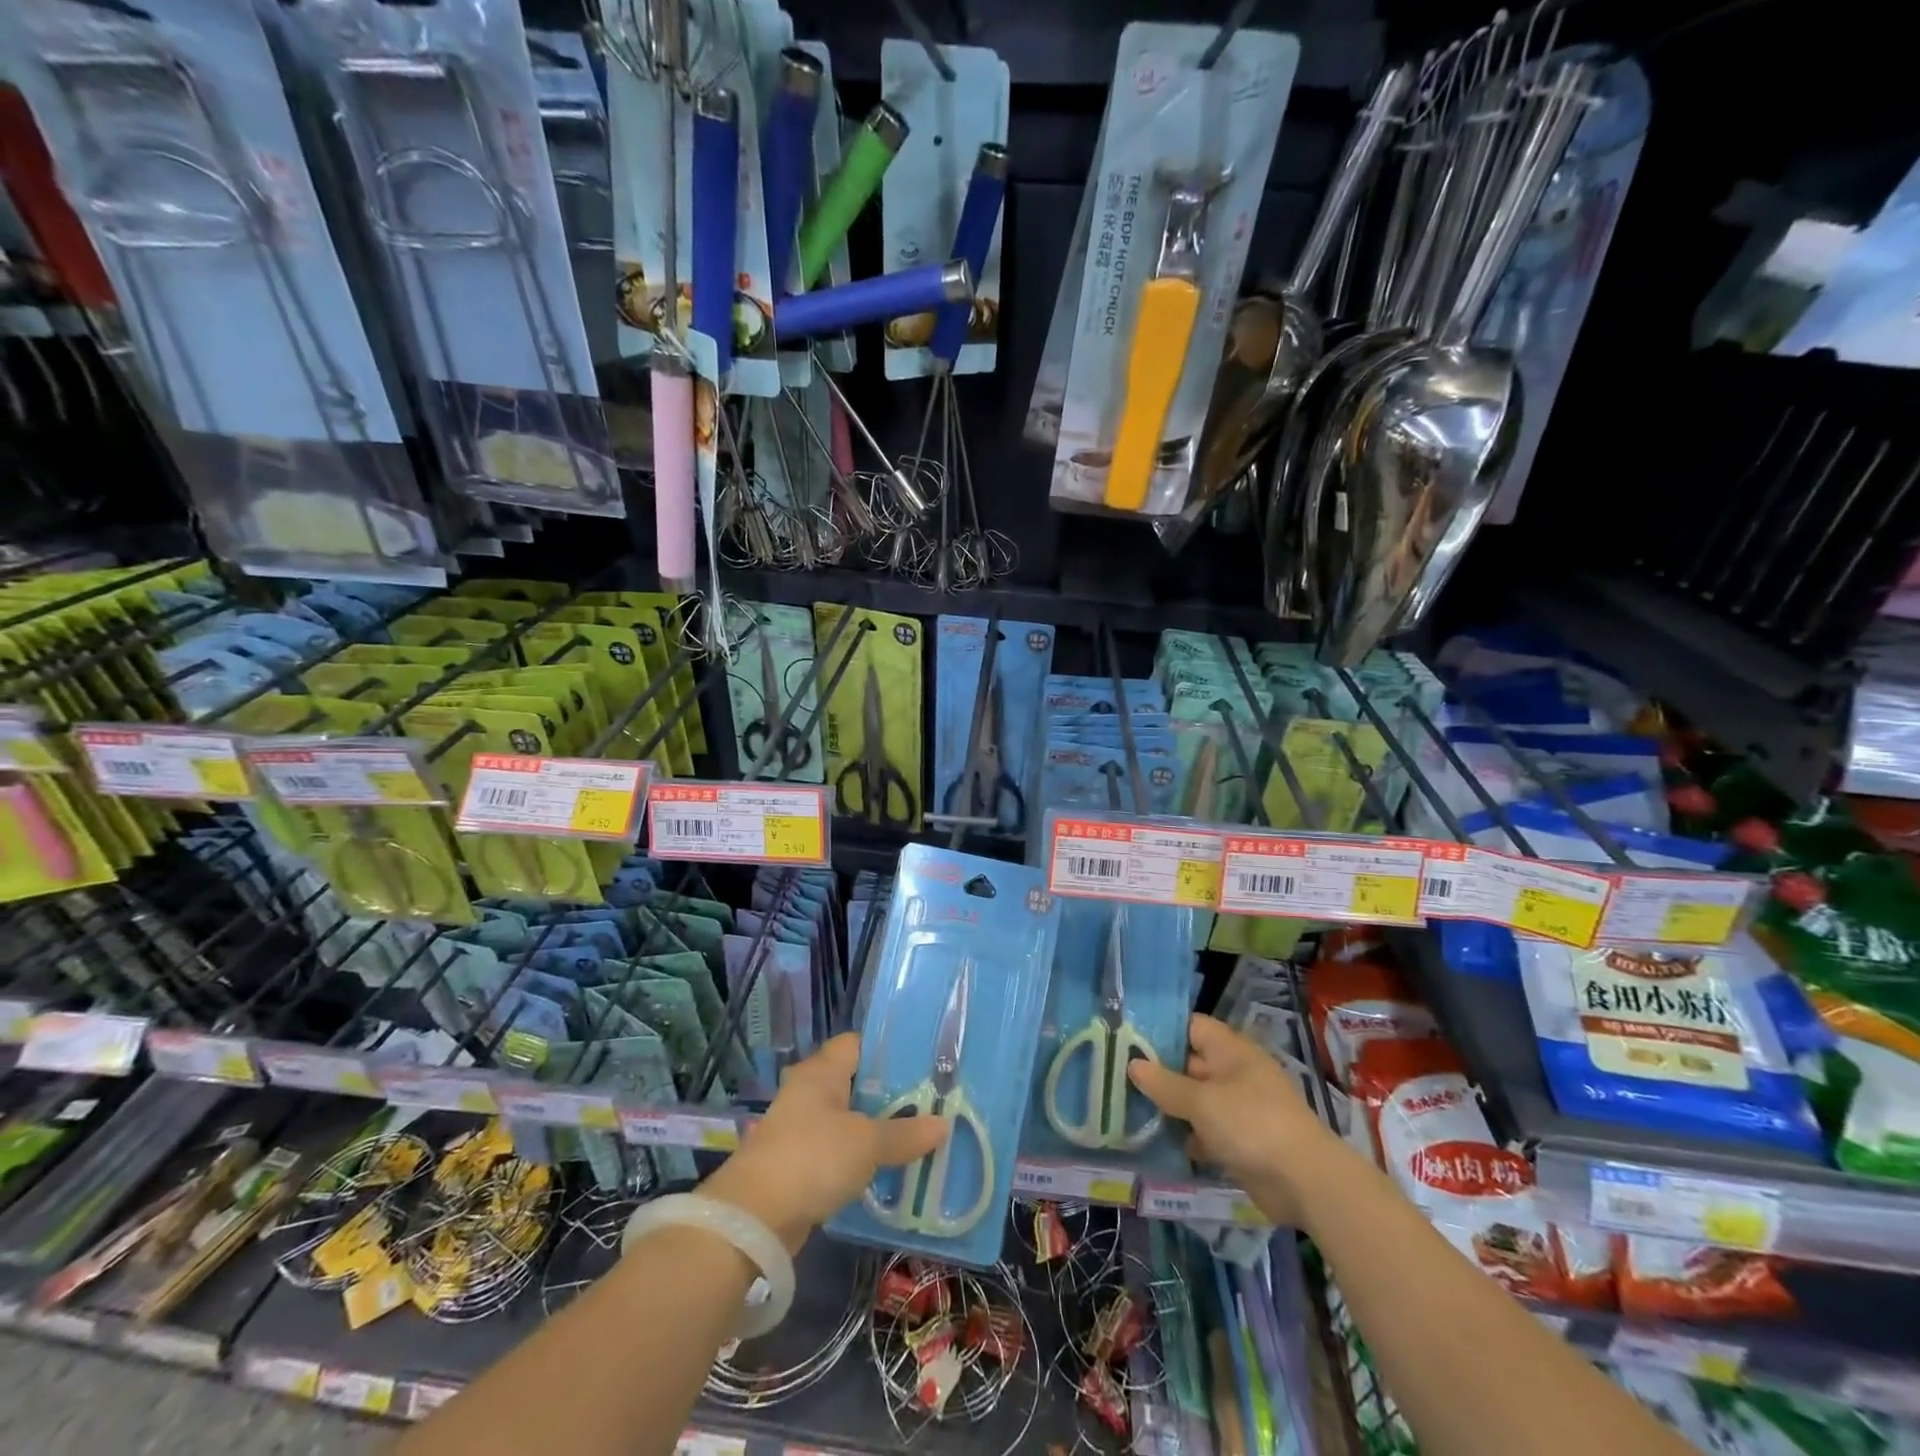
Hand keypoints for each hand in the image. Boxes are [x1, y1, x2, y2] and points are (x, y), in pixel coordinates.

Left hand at [701, 1033, 948, 1252]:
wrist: (754, 1218)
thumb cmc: (813, 1158)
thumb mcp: (867, 1144)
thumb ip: (905, 1133)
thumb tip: (943, 1124)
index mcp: (822, 1071)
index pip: (858, 1044)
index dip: (888, 1050)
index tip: (922, 1063)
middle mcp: (809, 1091)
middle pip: (855, 1082)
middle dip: (888, 1093)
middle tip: (928, 1101)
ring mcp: (800, 1127)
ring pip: (847, 1118)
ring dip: (875, 1128)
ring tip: (916, 1134)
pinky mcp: (797, 1162)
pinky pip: (837, 1149)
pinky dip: (859, 1156)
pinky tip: (886, 1167)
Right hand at [1128, 1014, 1340, 1225]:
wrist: (1305, 1182)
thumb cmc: (1251, 1124)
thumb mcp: (1201, 1102)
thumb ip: (1164, 1084)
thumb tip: (1132, 1064)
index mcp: (1230, 1050)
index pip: (1190, 1026)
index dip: (1160, 1031)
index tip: (1126, 1040)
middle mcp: (1234, 1072)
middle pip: (1189, 1063)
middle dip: (1157, 1072)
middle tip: (1116, 1077)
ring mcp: (1239, 1107)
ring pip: (1195, 1099)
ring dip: (1169, 1107)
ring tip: (1128, 1109)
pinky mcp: (1241, 1139)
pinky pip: (1206, 1129)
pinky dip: (1186, 1135)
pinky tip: (1157, 1142)